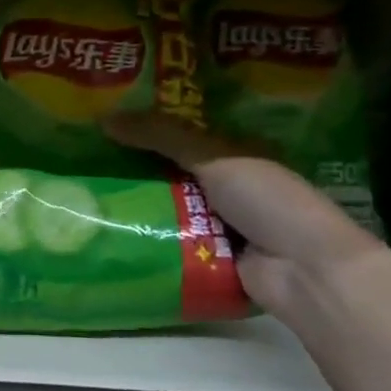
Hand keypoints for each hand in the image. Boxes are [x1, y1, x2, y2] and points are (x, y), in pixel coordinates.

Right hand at [102, 111, 383, 314]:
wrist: (305, 272)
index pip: (184, 136)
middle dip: (135, 168)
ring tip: (85, 194)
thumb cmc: (267, 201)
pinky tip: (108, 230)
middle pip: (171, 173)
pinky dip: (147, 239)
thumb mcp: (214, 157)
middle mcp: (228, 189)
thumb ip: (161, 136)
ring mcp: (220, 226)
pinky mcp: (210, 260)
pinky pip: (170, 244)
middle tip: (86, 159)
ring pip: (167, 209)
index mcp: (237, 156)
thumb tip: (103, 118)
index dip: (149, 128)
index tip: (106, 123)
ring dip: (137, 205)